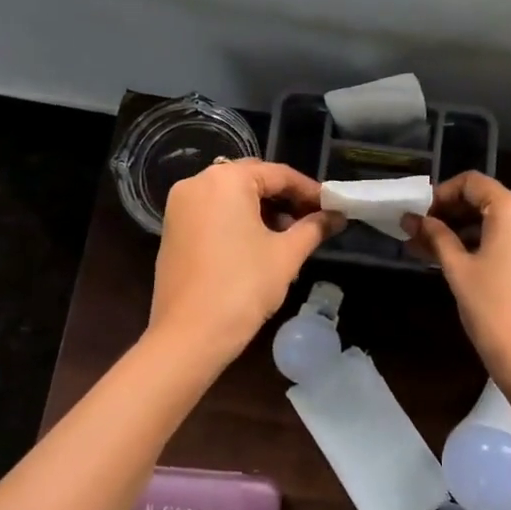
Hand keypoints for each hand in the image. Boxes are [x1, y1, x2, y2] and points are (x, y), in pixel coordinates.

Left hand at [150, 159, 343, 360]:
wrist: (189, 335)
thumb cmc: (243, 287)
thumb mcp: (286, 254)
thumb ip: (314, 228)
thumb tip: (338, 216)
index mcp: (225, 180)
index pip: (278, 174)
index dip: (309, 191)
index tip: (332, 208)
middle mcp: (197, 183)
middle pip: (252, 180)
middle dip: (284, 199)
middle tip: (312, 221)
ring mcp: (179, 207)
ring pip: (231, 197)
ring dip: (262, 211)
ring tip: (289, 237)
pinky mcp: (172, 229)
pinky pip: (213, 213)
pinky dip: (238, 221)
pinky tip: (258, 246)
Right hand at [405, 173, 510, 430]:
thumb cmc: (496, 313)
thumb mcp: (459, 272)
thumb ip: (436, 238)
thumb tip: (412, 219)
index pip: (473, 183)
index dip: (441, 194)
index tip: (418, 215)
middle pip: (489, 200)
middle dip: (452, 214)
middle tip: (419, 234)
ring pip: (502, 222)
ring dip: (468, 231)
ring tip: (433, 251)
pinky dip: (490, 244)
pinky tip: (463, 262)